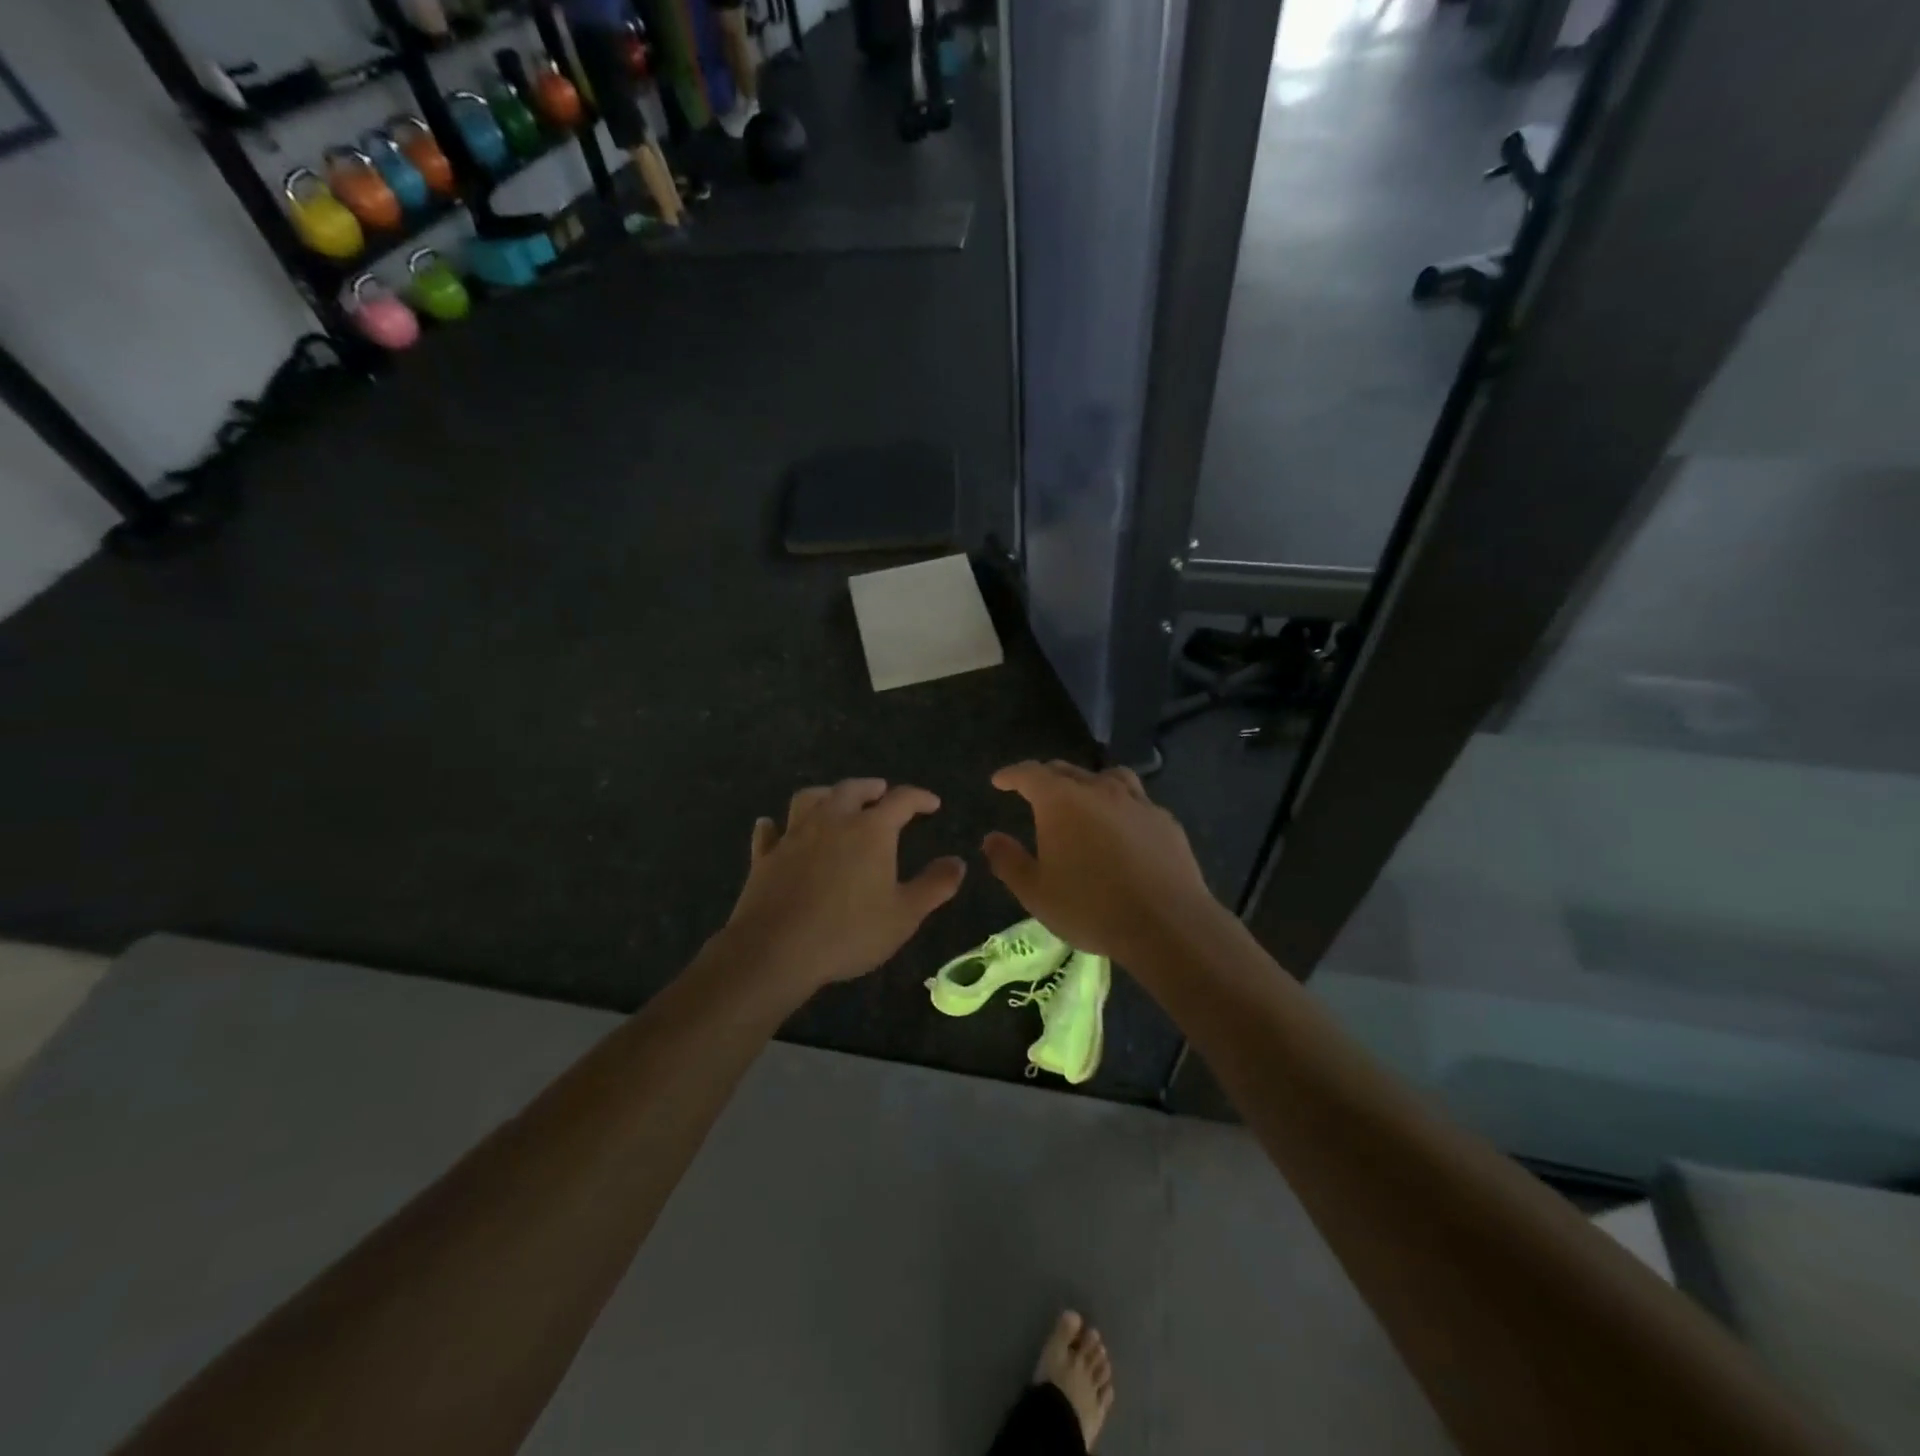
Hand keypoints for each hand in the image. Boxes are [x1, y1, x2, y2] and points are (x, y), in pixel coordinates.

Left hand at [722, 778, 966, 998]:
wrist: (776, 950)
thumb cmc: (849, 932)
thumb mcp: (904, 915)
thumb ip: (934, 886)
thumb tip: (958, 862)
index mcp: (871, 830)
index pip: (901, 800)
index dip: (919, 797)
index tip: (932, 803)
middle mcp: (832, 820)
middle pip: (852, 789)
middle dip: (871, 788)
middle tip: (881, 792)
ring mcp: (794, 835)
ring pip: (809, 799)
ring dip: (825, 794)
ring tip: (833, 800)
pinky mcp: (765, 856)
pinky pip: (769, 832)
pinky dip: (775, 826)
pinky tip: (773, 827)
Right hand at [982, 761, 1221, 962]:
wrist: (1166, 923)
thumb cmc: (1090, 907)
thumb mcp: (1036, 892)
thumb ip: (1009, 861)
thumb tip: (991, 838)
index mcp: (1060, 800)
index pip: (1029, 773)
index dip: (1011, 775)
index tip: (1000, 780)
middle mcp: (1098, 789)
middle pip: (1066, 770)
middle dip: (1046, 778)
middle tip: (1034, 792)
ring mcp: (1136, 801)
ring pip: (1107, 777)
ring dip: (1088, 783)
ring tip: (1083, 799)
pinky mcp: (1164, 819)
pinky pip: (1136, 801)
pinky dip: (1120, 805)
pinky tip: (1122, 827)